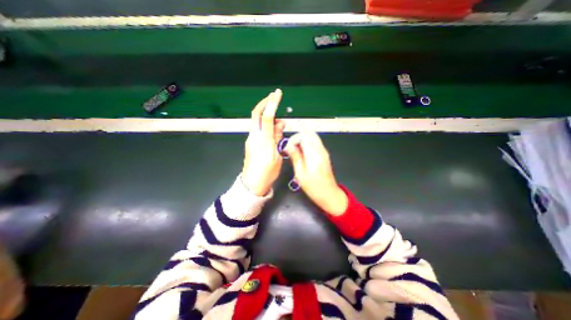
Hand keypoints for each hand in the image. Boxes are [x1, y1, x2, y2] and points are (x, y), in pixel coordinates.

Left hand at [241, 89, 285, 196]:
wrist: (252, 183)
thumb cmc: (267, 173)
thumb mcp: (277, 156)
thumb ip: (278, 139)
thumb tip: (280, 125)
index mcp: (263, 141)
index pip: (267, 117)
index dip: (272, 104)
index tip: (277, 94)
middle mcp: (254, 137)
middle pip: (256, 114)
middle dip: (265, 103)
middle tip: (274, 96)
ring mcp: (251, 139)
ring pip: (258, 121)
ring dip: (268, 116)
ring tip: (281, 123)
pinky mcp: (251, 142)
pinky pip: (258, 129)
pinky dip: (266, 125)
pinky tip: (274, 130)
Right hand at [286, 131, 347, 215]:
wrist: (329, 194)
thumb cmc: (313, 187)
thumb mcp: (300, 173)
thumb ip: (295, 156)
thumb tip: (287, 145)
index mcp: (314, 154)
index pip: (303, 135)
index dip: (293, 139)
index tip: (288, 148)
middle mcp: (320, 150)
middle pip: (309, 133)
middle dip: (298, 137)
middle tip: (291, 148)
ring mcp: (324, 151)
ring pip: (312, 137)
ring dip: (302, 140)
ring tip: (295, 152)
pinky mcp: (324, 155)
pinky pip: (315, 143)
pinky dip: (307, 144)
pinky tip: (302, 154)